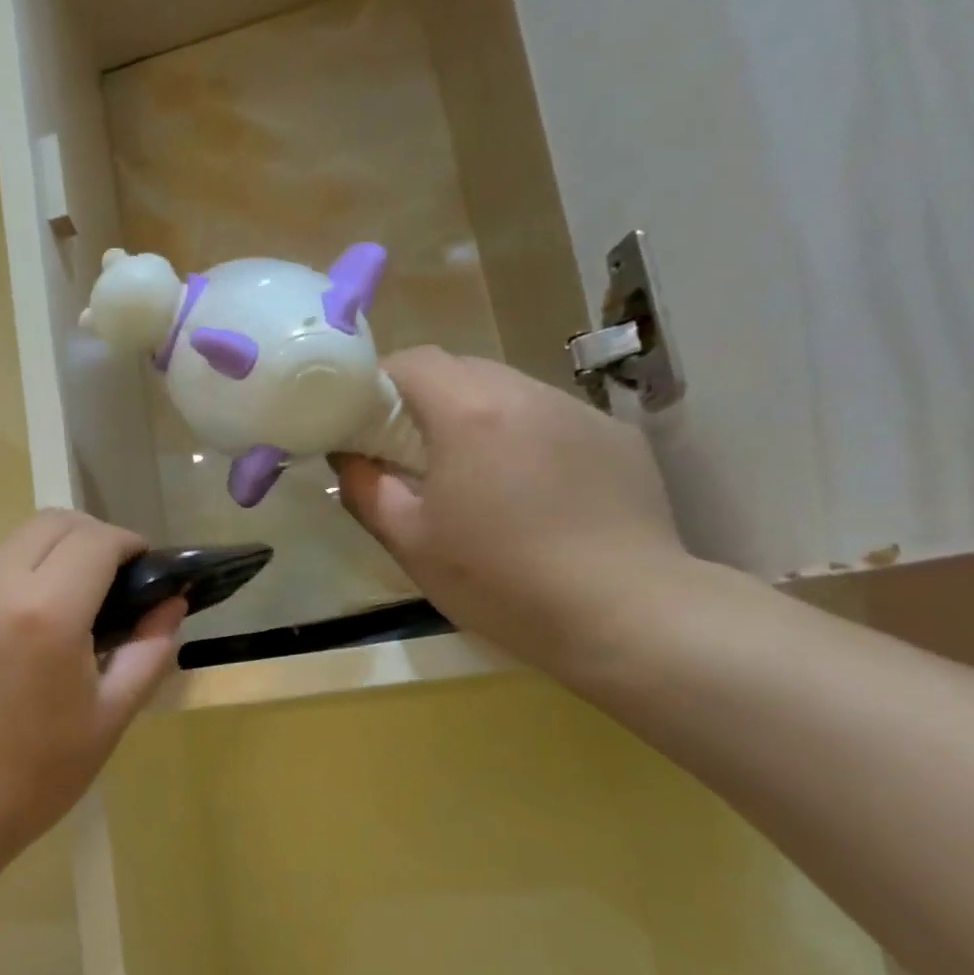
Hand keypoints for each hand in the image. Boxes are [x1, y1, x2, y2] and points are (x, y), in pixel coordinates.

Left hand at [0, 510, 185, 879]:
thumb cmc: (30, 778)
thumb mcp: (107, 720)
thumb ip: (148, 653)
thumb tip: (170, 605)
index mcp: (46, 612)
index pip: (97, 539)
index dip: (130, 544)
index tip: (146, 570)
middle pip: (52, 522)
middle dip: (93, 537)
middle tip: (113, 582)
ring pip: (14, 545)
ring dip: (51, 558)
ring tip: (65, 613)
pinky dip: (15, 583)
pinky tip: (18, 638)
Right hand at [333, 347, 690, 673]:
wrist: (623, 613)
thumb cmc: (498, 579)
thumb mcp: (410, 543)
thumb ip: (366, 491)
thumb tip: (350, 459)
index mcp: (469, 413)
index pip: (412, 361)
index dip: (379, 382)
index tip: (364, 421)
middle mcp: (527, 394)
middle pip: (461, 369)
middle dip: (424, 399)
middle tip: (408, 451)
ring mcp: (580, 413)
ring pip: (510, 391)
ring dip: (476, 417)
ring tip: (472, 474)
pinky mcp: (617, 439)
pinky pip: (552, 419)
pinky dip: (524, 437)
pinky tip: (531, 492)